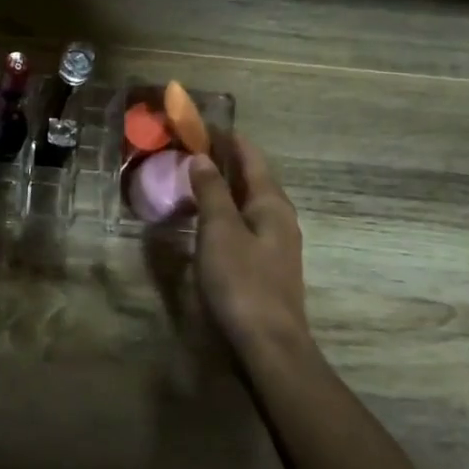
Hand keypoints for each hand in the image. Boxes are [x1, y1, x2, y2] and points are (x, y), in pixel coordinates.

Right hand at [190, 135, 309, 358]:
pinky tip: (206, 216)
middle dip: (224, 159)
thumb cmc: (242, 281)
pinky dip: (223, 209)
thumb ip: (211, 192)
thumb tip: (203, 157)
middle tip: (190, 147)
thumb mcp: (220, 230)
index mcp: (272, 204)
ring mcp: (274, 243)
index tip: (201, 123)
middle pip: (252, 177)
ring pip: (247, 202)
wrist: (267, 344)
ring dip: (223, 185)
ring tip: (193, 176)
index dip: (228, 138)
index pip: (251, 157)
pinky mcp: (263, 264)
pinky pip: (242, 223)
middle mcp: (278, 218)